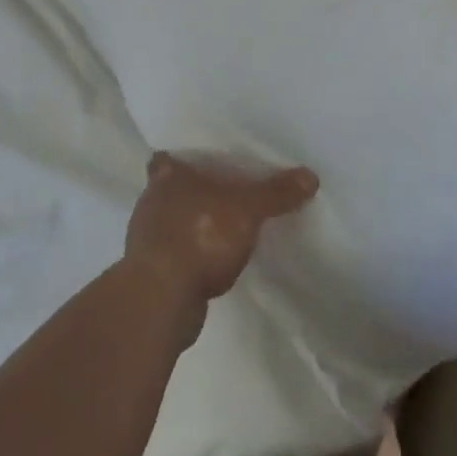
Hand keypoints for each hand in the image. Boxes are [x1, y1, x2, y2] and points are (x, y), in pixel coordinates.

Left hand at [123, 153, 318, 332]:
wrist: (161, 299)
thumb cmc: (200, 236)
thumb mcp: (247, 209)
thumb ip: (276, 193)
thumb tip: (311, 175)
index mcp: (167, 175)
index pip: (167, 156)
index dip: (181, 157)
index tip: (199, 161)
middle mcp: (151, 201)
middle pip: (170, 188)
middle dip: (190, 191)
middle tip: (220, 191)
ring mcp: (146, 239)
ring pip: (171, 222)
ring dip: (190, 226)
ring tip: (220, 227)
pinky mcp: (149, 273)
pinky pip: (173, 254)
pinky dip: (189, 256)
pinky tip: (210, 263)